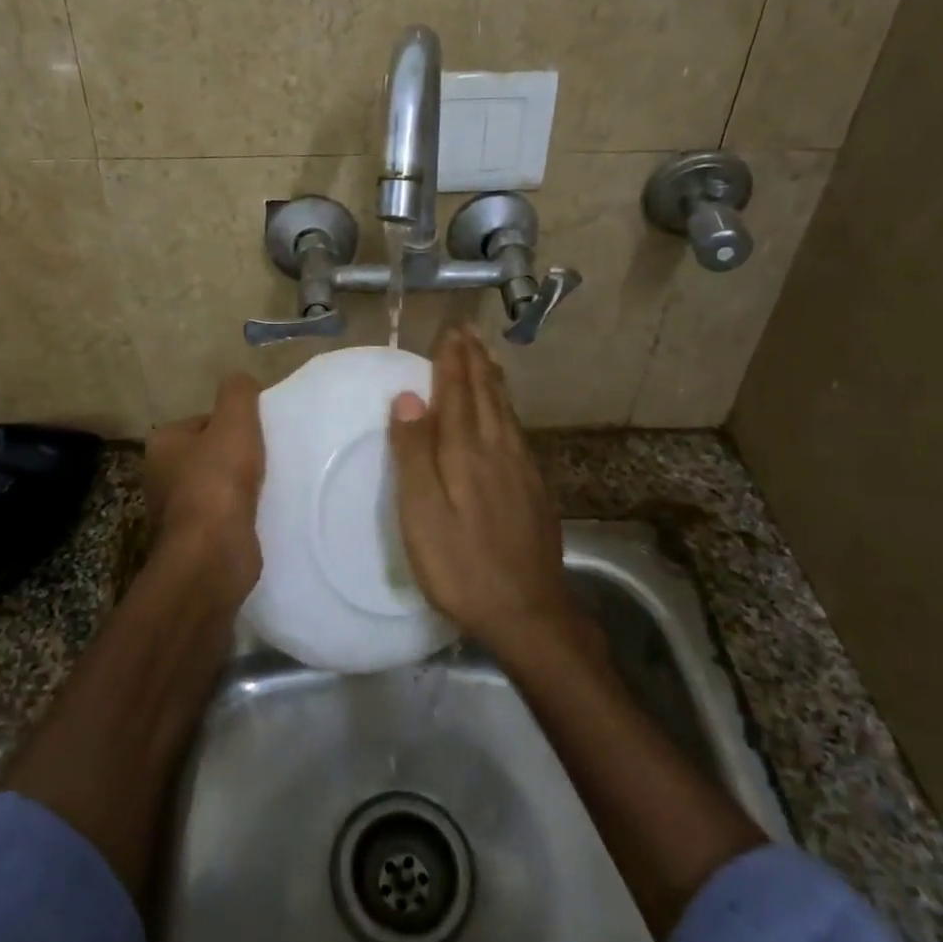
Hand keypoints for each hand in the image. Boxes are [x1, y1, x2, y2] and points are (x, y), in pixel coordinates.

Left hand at [143, 373, 265, 604]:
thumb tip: (241, 381)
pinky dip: (243, 513)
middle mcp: (161, 476)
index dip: (234, 424)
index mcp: (162, 444)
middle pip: (211, 453)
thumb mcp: (234, 421)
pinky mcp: (196, 540)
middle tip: (269, 457)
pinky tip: (263, 512)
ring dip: (242, 486)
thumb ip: (238, 393)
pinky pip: (225, 516)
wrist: (213, 554)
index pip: (204, 422)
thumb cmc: (218, 481)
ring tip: (270, 485)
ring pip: (219, 486)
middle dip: (238, 455)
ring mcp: (177, 512)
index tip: (259, 434)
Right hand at [388, 326, 578, 658]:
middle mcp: (498, 449)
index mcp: (466, 452)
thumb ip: (414, 454)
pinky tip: (505, 412)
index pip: (456, 394)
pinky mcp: (534, 487)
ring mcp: (521, 468)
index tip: (449, 331)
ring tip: (485, 357)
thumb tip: (408, 397)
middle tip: (467, 331)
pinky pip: (517, 430)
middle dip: (474, 360)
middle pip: (485, 394)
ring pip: (505, 410)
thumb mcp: (422, 514)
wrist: (529, 611)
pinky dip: (507, 407)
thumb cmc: (461, 565)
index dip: (451, 361)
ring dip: (492, 379)